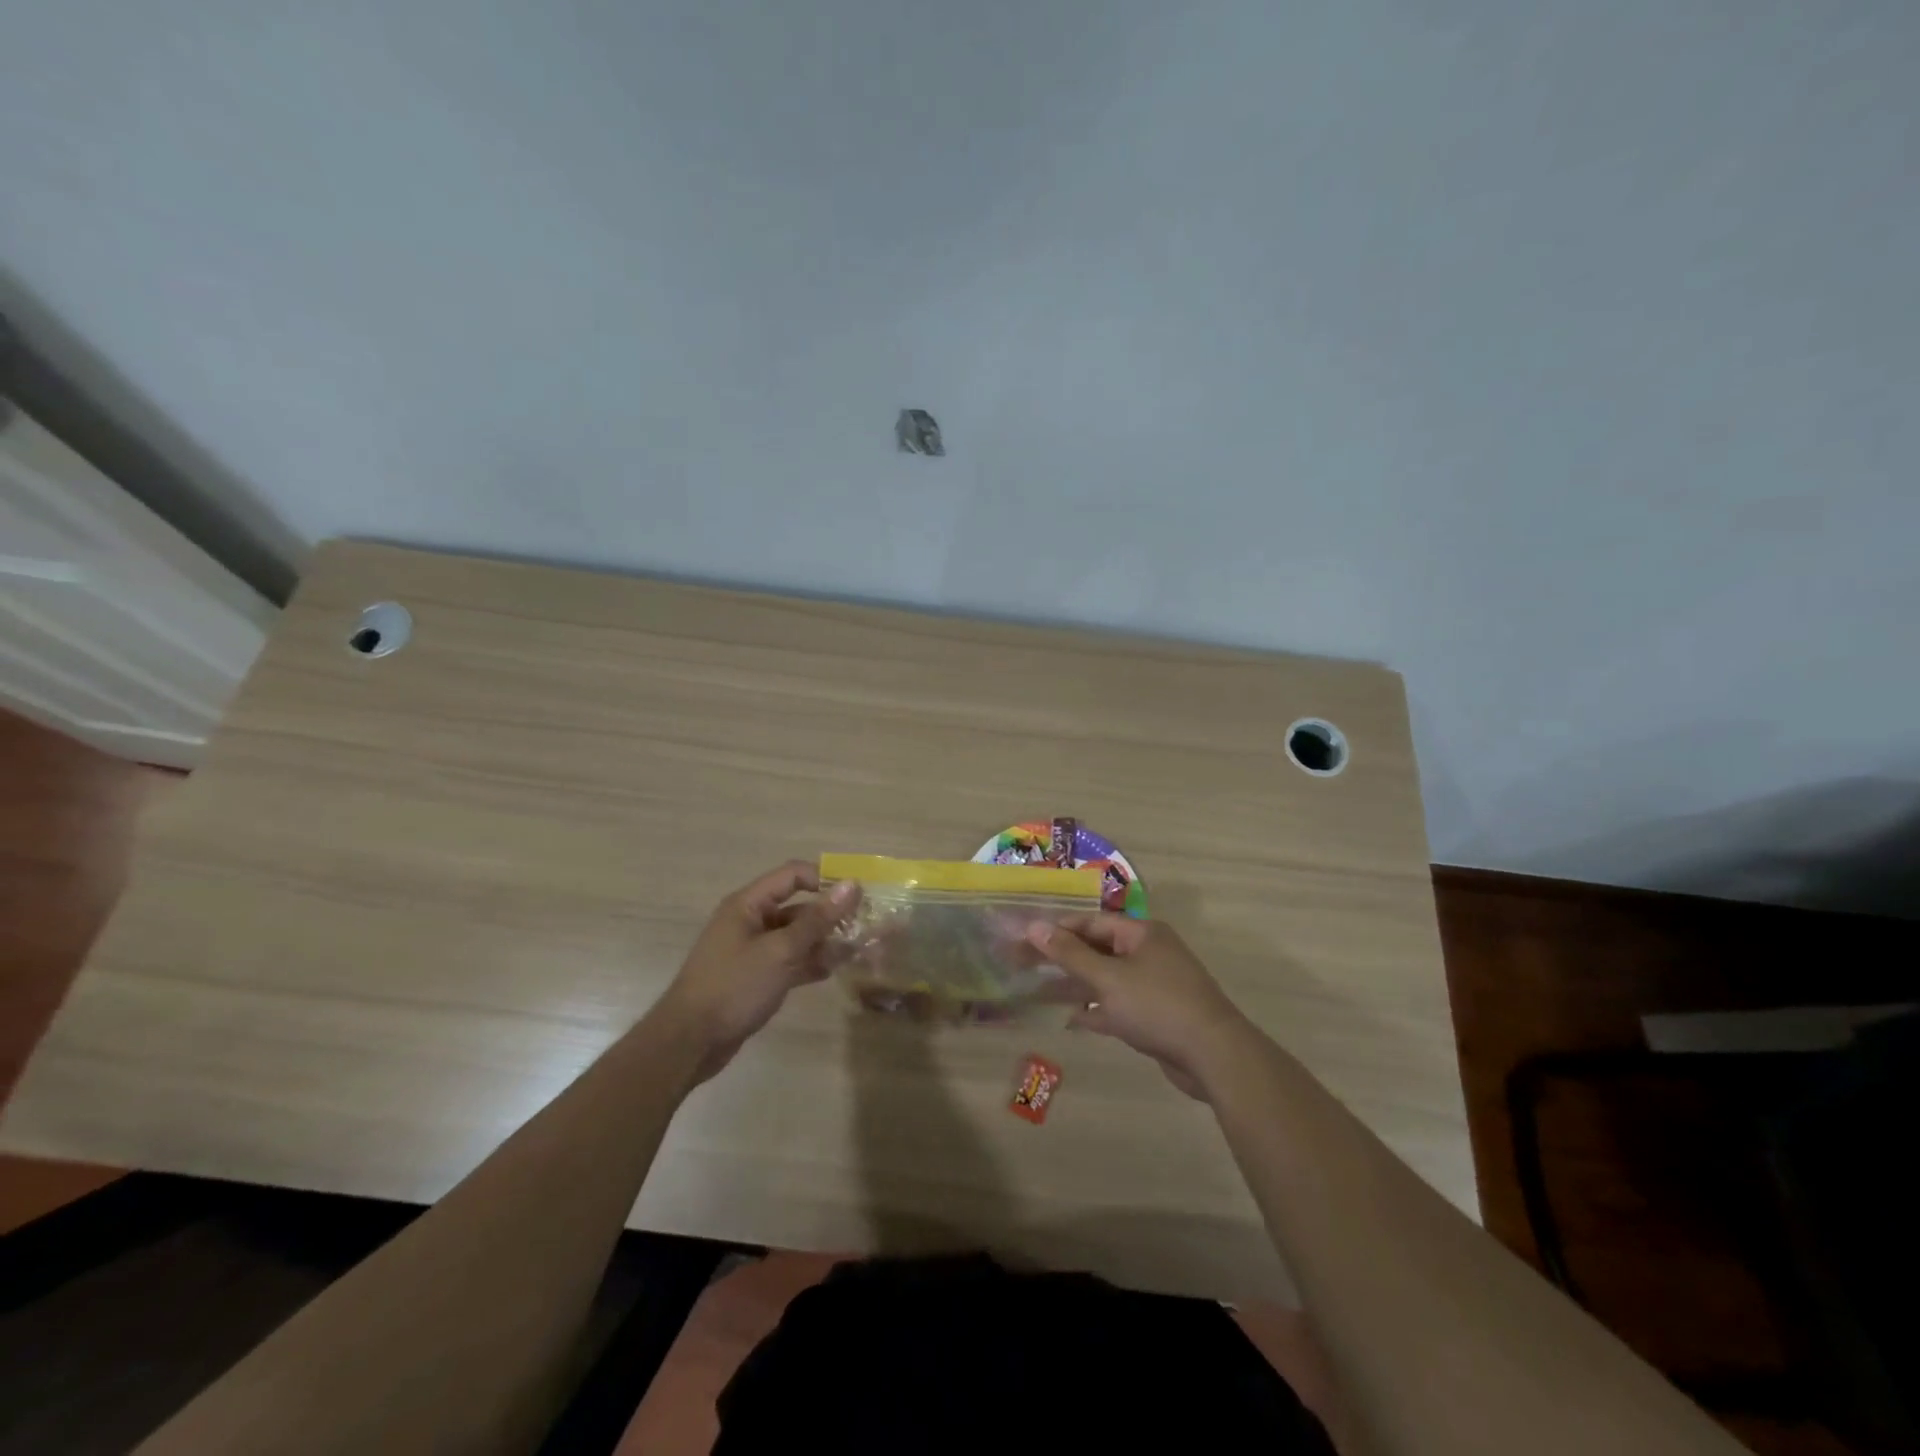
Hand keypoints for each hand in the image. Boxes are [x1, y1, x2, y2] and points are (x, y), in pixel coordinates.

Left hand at [657, 861, 860, 1084]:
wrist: (690, 1042)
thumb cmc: (734, 986)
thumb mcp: (781, 951)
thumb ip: (818, 919)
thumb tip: (852, 885)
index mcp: (748, 904)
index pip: (793, 876)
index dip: (825, 879)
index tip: (857, 895)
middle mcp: (750, 921)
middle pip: (798, 907)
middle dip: (830, 916)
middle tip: (865, 926)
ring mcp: (752, 950)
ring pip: (796, 937)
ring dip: (824, 942)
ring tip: (856, 951)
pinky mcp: (755, 977)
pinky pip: (789, 961)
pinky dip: (809, 963)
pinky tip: (833, 971)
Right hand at [1028, 915, 1250, 1098]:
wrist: (1214, 1056)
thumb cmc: (1157, 1006)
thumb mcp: (1108, 978)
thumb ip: (1069, 954)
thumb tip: (1033, 926)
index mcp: (1141, 933)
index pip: (1091, 922)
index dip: (1057, 929)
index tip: (1025, 938)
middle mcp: (1148, 953)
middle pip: (1096, 949)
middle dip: (1061, 958)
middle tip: (1023, 964)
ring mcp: (1154, 985)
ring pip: (1105, 979)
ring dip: (1075, 986)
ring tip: (1037, 991)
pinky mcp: (1156, 1016)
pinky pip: (1118, 1006)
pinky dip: (1096, 1011)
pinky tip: (1071, 1019)